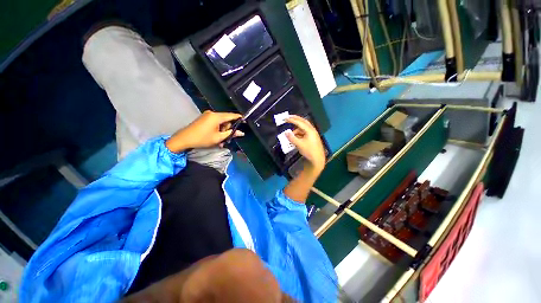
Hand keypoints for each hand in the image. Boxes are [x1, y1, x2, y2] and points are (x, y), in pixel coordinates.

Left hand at [166, 111, 243, 152]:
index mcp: (216, 116)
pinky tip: (216, 137)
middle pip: (226, 119)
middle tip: (227, 138)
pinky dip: (217, 129)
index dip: (239, 118)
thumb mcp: (219, 138)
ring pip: (221, 122)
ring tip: (220, 141)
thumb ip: (231, 134)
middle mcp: (212, 113)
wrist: (184, 139)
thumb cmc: (202, 138)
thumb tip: (241, 132)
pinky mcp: (204, 118)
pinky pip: (215, 122)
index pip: (231, 115)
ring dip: (223, 131)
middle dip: (228, 129)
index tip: (245, 121)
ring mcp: (207, 115)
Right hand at [285, 115, 325, 173]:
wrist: (318, 159)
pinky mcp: (312, 138)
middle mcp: (312, 130)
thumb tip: (286, 133)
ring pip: (303, 128)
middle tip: (288, 117)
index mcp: (309, 130)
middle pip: (303, 122)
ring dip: (297, 129)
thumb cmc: (309, 151)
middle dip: (295, 119)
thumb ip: (292, 138)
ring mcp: (313, 134)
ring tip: (291, 134)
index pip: (299, 122)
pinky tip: (295, 137)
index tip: (285, 118)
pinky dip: (299, 133)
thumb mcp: (299, 144)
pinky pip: (304, 132)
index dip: (292, 120)